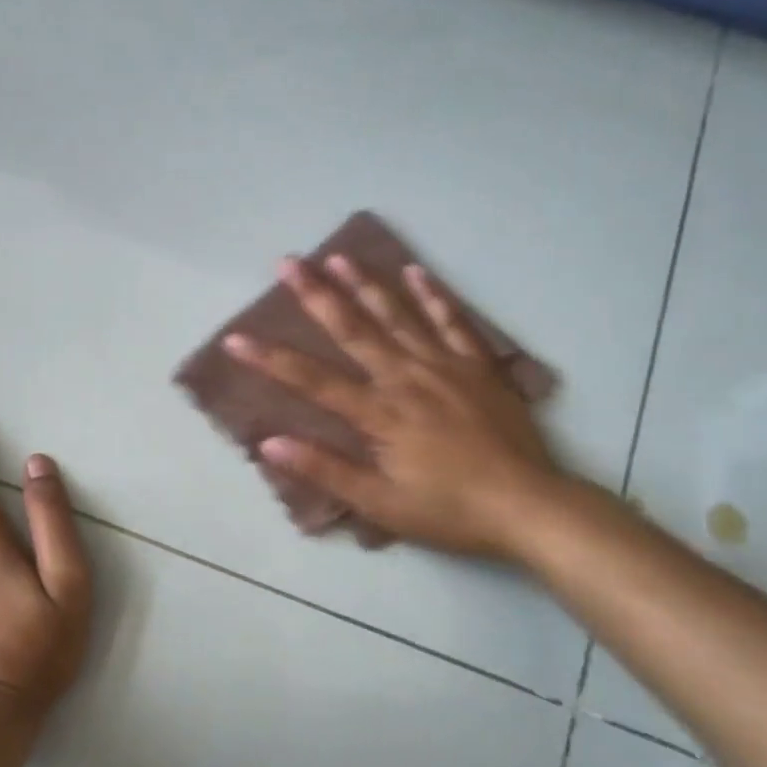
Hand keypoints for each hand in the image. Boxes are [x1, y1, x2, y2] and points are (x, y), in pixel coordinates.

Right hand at [224, 255, 566, 560]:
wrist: (529, 506)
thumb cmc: (450, 510)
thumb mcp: (382, 504)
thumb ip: (326, 470)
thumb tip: (270, 443)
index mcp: (380, 413)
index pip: (314, 380)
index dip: (271, 359)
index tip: (236, 338)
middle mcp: (406, 378)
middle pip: (354, 330)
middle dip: (316, 295)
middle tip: (288, 262)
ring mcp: (445, 366)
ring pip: (398, 316)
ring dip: (366, 284)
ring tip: (339, 256)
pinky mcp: (477, 367)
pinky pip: (453, 322)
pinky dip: (434, 295)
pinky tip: (416, 271)